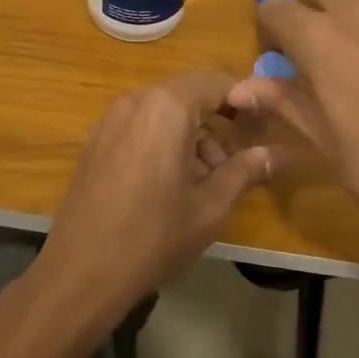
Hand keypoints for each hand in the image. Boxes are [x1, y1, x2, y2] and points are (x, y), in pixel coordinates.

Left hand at [32, 72, 276, 324]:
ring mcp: (109, 121)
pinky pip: (140, 127)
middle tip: (239, 159)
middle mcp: (135, 102)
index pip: (216, 82)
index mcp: (166, 108)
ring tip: (207, 181)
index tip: (265, 124)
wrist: (80, 274)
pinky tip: (172, 184)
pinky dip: (164, 141)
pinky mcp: (95, 142)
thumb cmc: (153, 237)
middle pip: (189, 95)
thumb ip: (245, 171)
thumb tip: (278, 154)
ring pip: (164, 112)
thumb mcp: (210, 207)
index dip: (245, 98)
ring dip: (192, 135)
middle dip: (218, 121)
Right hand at [227, 0, 358, 257]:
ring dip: (348, 12)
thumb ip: (286, 104)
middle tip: (306, 42)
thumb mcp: (329, 146)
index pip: (276, 8)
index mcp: (323, 40)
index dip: (266, 26)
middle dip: (304, 1)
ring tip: (357, 55)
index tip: (272, 53)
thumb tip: (240, 87)